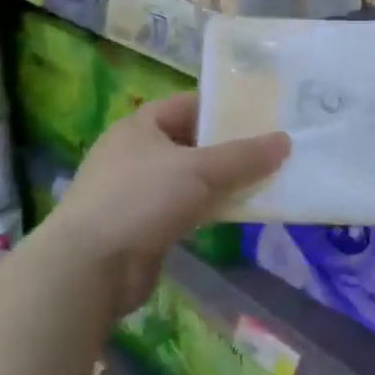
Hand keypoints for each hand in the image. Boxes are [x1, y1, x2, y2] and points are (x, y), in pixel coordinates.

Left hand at [51, 92, 289, 312]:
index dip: (225, 107)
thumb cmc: (141, 200)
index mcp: (140, 125)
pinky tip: (235, 214)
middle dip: (229, 148)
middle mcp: (135, 153)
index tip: (263, 116)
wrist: (88, 269)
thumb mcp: (199, 170)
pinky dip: (208, 210)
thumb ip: (244, 156)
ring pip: (190, 179)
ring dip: (221, 182)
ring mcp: (136, 192)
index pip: (189, 104)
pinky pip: (184, 210)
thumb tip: (285, 141)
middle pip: (192, 142)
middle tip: (271, 151)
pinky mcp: (142, 228)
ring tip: (264, 182)